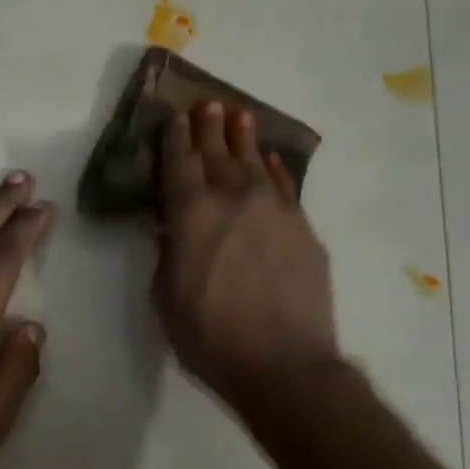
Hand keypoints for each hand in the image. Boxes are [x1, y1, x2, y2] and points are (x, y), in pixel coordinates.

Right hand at [154, 102, 339, 408]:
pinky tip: (270, 161)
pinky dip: (274, 170)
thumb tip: (172, 229)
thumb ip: (168, 254)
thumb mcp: (166, 298)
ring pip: (254, 162)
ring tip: (240, 115)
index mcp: (191, 214)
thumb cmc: (210, 337)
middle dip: (209, 128)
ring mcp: (274, 210)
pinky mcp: (303, 228)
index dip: (174, 139)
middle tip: (207, 105)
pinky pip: (284, 187)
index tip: (173, 117)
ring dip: (244, 138)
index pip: (179, 164)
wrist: (283, 363)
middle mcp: (233, 198)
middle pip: (218, 153)